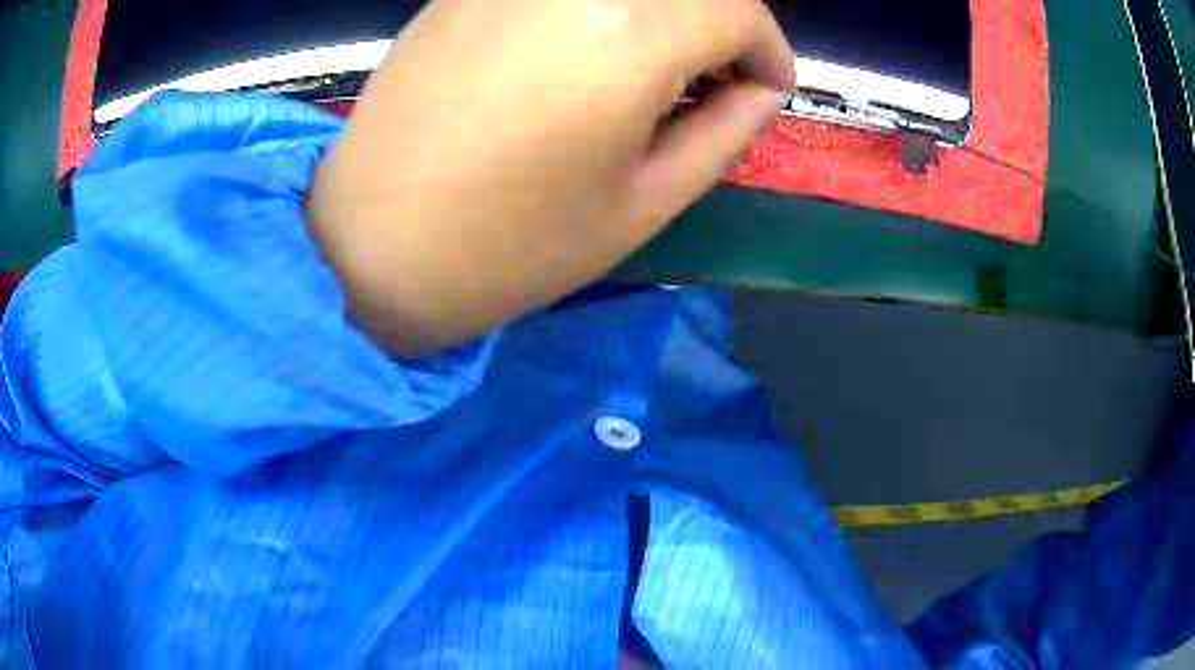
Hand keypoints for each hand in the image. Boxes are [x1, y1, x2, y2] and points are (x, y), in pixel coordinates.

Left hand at [308, 0, 793, 355]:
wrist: (367, 249)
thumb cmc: (508, 249)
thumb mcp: (642, 204)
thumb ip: (722, 134)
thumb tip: (759, 92)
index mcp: (627, 36)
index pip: (738, 8)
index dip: (770, 48)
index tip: (768, 89)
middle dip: (725, 22)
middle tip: (721, 77)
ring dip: (668, 10)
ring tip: (661, 68)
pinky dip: (606, 5)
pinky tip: (593, 47)